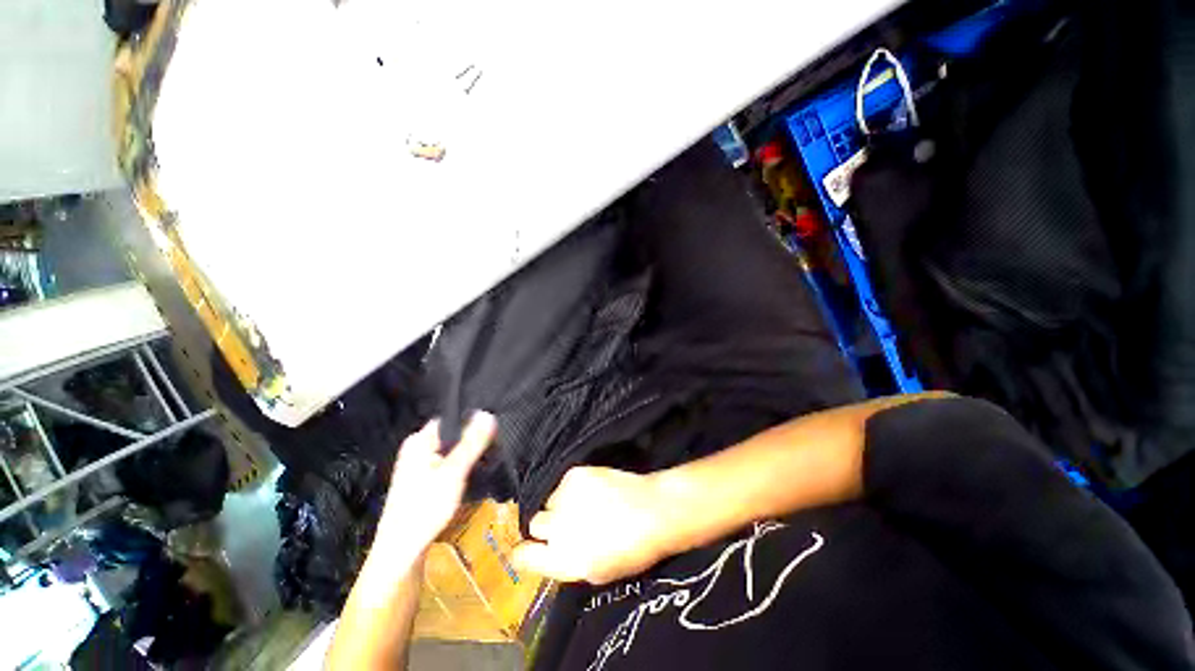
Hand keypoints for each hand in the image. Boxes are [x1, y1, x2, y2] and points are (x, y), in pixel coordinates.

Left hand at [372, 413, 496, 560]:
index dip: (473, 419)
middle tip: (494, 443)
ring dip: (468, 453)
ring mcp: (420, 465)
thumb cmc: (425, 508)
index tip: (495, 425)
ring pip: (452, 450)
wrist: (403, 551)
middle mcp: (417, 448)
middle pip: (453, 434)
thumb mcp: (454, 471)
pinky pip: (449, 462)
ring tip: (488, 457)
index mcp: (419, 441)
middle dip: (472, 438)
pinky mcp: (424, 479)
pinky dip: (461, 465)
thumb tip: (488, 413)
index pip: (451, 418)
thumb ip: (472, 442)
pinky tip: (473, 473)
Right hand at [511, 466, 673, 584]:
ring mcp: (565, 499)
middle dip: (547, 525)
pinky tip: (593, 490)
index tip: (530, 547)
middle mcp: (558, 529)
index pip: (521, 556)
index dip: (523, 551)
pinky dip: (573, 487)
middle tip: (568, 522)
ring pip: (549, 500)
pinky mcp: (574, 475)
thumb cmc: (631, 550)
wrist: (652, 511)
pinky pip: (562, 483)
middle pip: (534, 523)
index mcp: (562, 560)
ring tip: (585, 504)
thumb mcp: (597, 572)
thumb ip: (567, 563)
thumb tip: (550, 552)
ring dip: (561, 504)